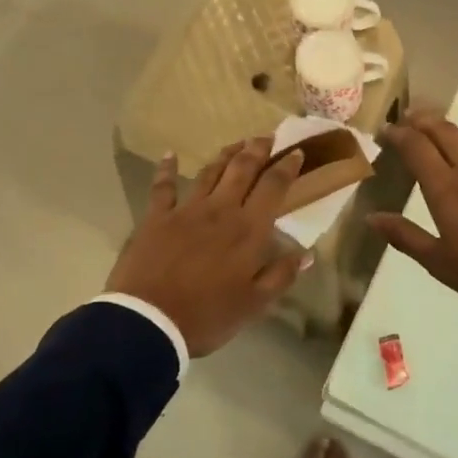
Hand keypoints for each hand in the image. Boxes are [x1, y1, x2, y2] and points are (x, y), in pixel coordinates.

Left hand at [106, 137, 309, 356]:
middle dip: (257, 150)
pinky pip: (162, 186)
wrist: (149, 321)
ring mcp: (186, 210)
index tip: (295, 152)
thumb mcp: (254, 304)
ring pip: (210, 172)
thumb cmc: (207, 316)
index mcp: (248, 230)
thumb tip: (308, 253)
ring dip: (225, 154)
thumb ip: (281, 275)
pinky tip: (170, 154)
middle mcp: (220, 210)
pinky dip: (166, 168)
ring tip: (237, 143)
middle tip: (267, 137)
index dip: (286, 167)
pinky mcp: (157, 217)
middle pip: (242, 170)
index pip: (272, 187)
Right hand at [369, 111, 457, 311]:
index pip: (416, 148)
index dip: (398, 134)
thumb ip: (405, 235)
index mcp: (444, 188)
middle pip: (443, 133)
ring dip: (452, 128)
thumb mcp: (438, 261)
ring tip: (439, 126)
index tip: (385, 130)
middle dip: (423, 121)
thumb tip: (371, 217)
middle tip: (408, 117)